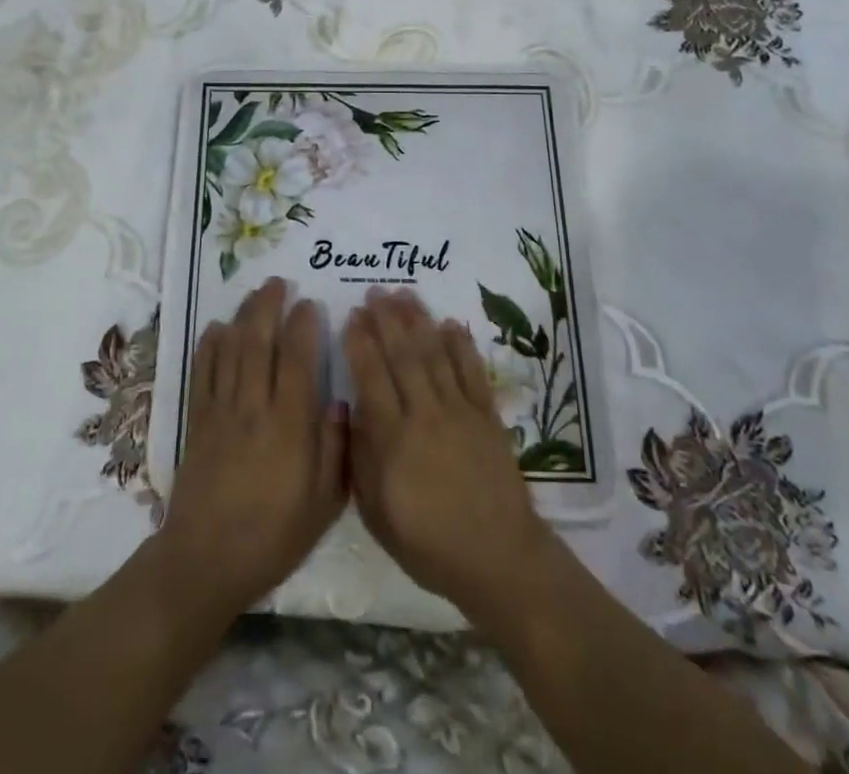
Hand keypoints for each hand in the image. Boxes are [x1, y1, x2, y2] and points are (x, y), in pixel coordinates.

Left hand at [154, 278, 346, 621]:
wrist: (207, 559)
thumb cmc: (274, 535)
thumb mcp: (323, 503)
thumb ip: (335, 449)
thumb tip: (338, 402)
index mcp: (290, 426)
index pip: (298, 361)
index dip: (303, 327)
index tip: (308, 303)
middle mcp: (255, 408)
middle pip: (260, 344)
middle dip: (269, 307)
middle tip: (278, 282)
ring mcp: (222, 411)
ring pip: (232, 350)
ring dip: (243, 317)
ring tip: (254, 293)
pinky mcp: (198, 421)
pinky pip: (203, 373)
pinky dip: (209, 346)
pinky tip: (216, 327)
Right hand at [344, 287, 560, 621]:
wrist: (497, 558)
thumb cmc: (428, 544)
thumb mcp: (377, 514)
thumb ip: (361, 459)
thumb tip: (352, 410)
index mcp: (394, 440)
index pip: (372, 378)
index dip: (360, 343)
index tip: (352, 315)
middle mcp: (425, 415)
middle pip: (402, 357)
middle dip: (386, 320)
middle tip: (375, 291)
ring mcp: (459, 412)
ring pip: (434, 355)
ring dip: (419, 322)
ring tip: (405, 295)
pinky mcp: (487, 416)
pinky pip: (472, 372)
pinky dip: (461, 346)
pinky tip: (450, 324)